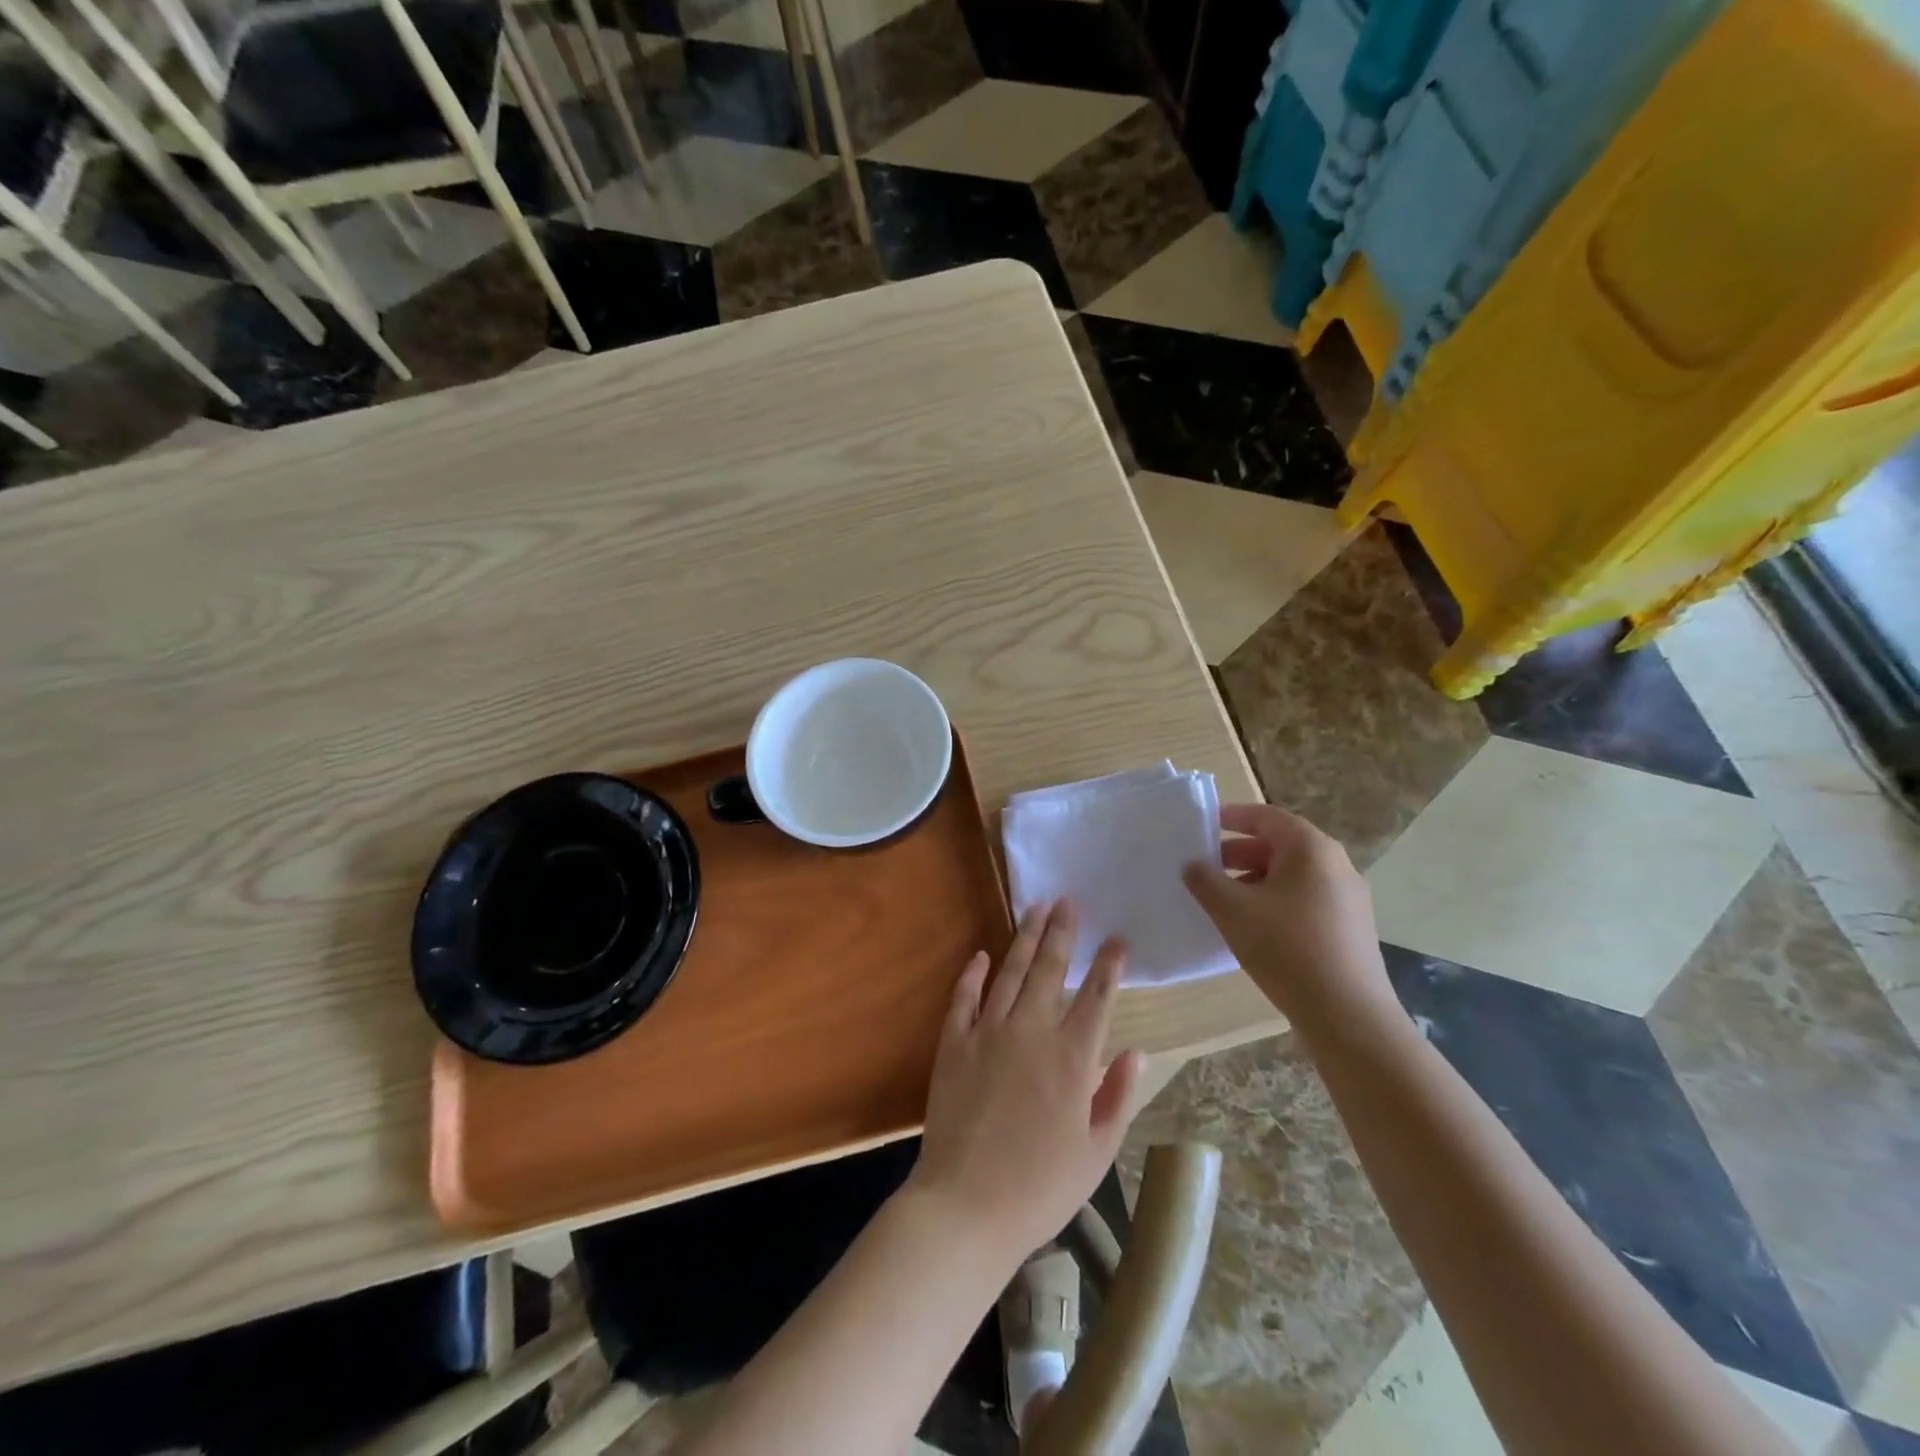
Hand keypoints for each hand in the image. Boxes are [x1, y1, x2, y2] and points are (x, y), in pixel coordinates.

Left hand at [907, 900, 1146, 1263]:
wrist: (966, 1206)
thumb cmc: (1040, 1188)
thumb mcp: (1096, 1153)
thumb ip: (1116, 1097)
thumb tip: (1135, 1052)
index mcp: (1072, 1058)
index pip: (1096, 998)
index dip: (1109, 966)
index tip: (1117, 940)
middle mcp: (1031, 1032)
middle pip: (1050, 970)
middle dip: (1063, 933)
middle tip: (1070, 902)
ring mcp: (988, 1033)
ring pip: (1010, 973)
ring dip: (1025, 938)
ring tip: (1037, 909)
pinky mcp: (953, 1043)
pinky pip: (963, 997)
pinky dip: (973, 974)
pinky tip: (982, 954)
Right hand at [1182, 802, 1401, 1043]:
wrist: (1347, 1014)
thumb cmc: (1286, 948)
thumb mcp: (1232, 910)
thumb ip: (1205, 881)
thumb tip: (1192, 866)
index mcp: (1311, 849)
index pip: (1267, 817)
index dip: (1232, 817)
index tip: (1204, 824)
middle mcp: (1335, 865)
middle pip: (1281, 846)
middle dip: (1239, 853)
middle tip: (1205, 866)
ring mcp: (1348, 898)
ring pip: (1292, 876)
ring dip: (1254, 880)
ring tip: (1222, 900)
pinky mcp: (1350, 928)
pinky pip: (1304, 900)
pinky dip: (1274, 901)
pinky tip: (1252, 927)